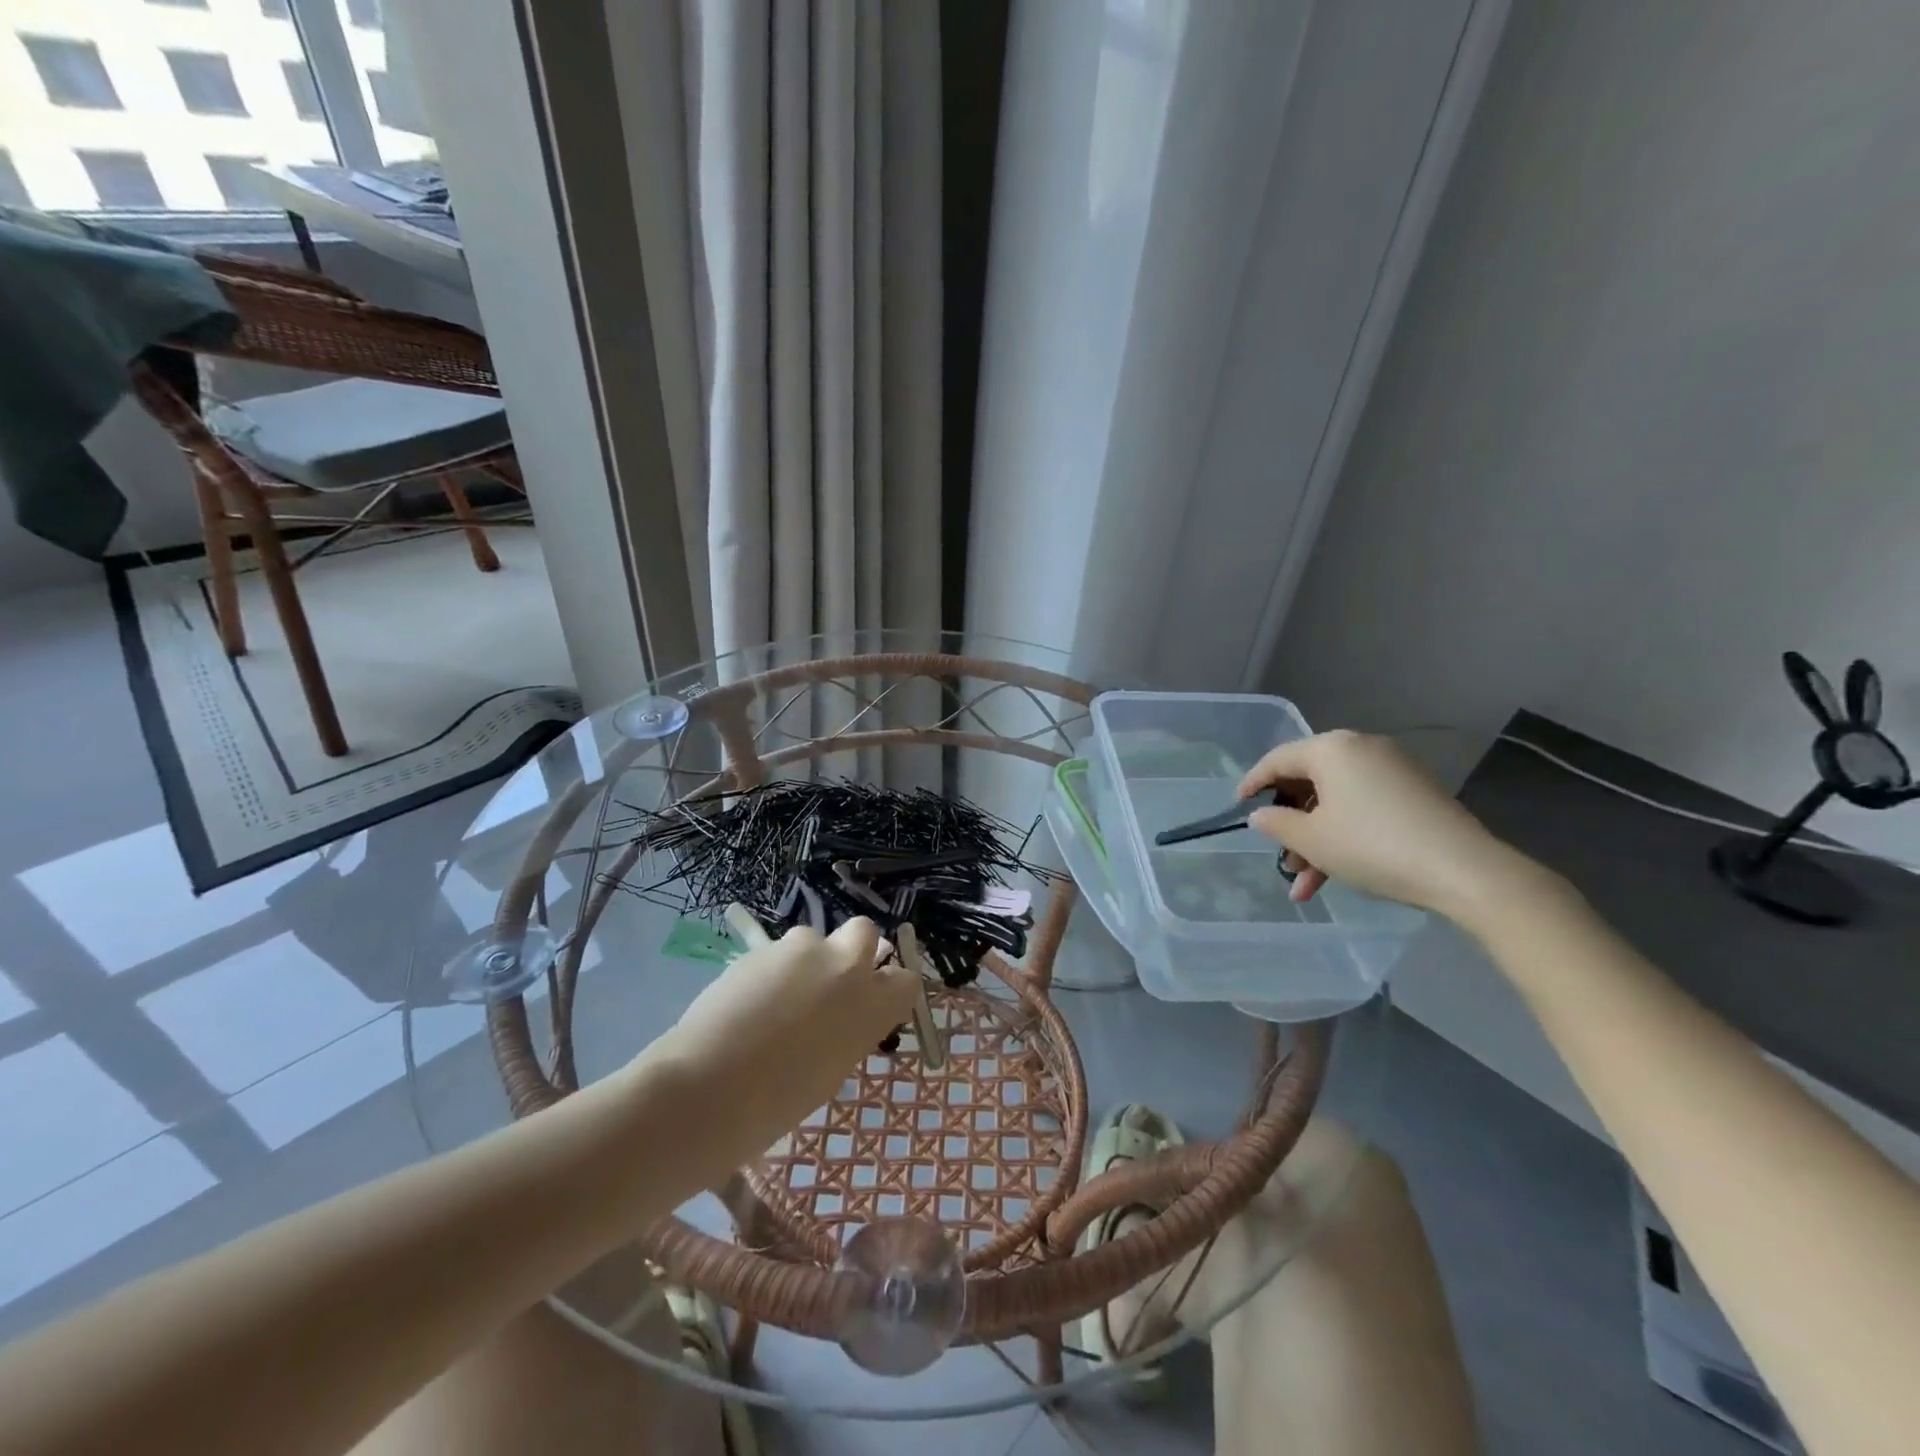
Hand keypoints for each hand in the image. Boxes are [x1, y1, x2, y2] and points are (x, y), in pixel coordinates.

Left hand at [656, 917, 917, 1162]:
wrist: (709, 1088)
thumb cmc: (778, 1102)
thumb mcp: (833, 1070)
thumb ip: (849, 1030)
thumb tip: (841, 1016)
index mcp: (872, 1005)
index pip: (906, 979)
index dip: (890, 988)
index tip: (873, 1003)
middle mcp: (844, 966)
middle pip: (864, 932)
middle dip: (853, 948)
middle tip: (831, 982)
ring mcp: (801, 951)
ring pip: (812, 940)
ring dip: (804, 961)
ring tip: (777, 999)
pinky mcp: (761, 948)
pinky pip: (776, 953)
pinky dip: (770, 971)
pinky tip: (747, 1004)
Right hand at [1239, 730, 1527, 918]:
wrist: (1463, 870)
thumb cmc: (1372, 846)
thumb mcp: (1311, 839)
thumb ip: (1276, 823)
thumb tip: (1261, 815)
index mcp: (1332, 749)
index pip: (1278, 760)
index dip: (1252, 783)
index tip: (1237, 807)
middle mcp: (1361, 749)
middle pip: (1309, 782)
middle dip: (1290, 824)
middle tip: (1278, 855)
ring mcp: (1393, 771)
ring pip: (1336, 802)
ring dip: (1316, 841)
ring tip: (1305, 885)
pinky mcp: (1415, 794)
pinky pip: (1364, 809)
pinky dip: (1345, 836)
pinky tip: (1336, 877)